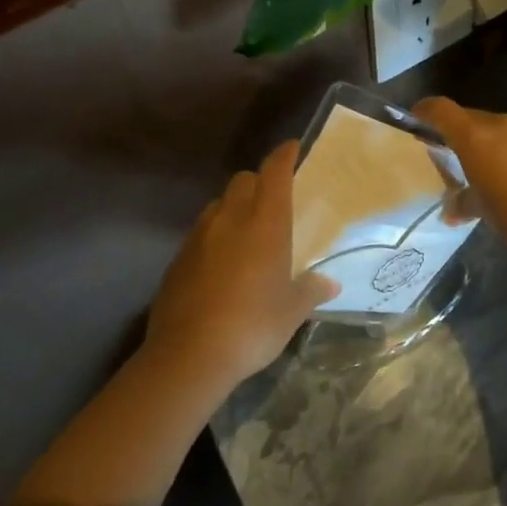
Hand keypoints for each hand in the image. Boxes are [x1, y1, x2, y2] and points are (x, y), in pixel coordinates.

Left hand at [145, 141, 337, 387]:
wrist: (188, 357)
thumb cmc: (253, 325)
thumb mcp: (293, 311)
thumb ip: (311, 290)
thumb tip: (330, 284)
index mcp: (265, 223)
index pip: (274, 173)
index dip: (284, 156)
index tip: (292, 148)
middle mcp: (230, 219)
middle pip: (243, 181)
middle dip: (259, 182)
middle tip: (274, 200)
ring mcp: (198, 238)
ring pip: (218, 205)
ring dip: (234, 208)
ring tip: (247, 233)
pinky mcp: (177, 260)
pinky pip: (200, 234)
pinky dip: (214, 237)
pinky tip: (222, 264)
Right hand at [412, 97, 506, 252]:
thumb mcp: (483, 211)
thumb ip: (464, 204)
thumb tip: (451, 210)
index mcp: (475, 136)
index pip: (441, 109)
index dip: (425, 111)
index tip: (414, 120)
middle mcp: (500, 124)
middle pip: (468, 118)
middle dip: (455, 132)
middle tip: (446, 152)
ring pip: (495, 129)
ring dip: (483, 142)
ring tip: (479, 168)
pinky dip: (506, 151)